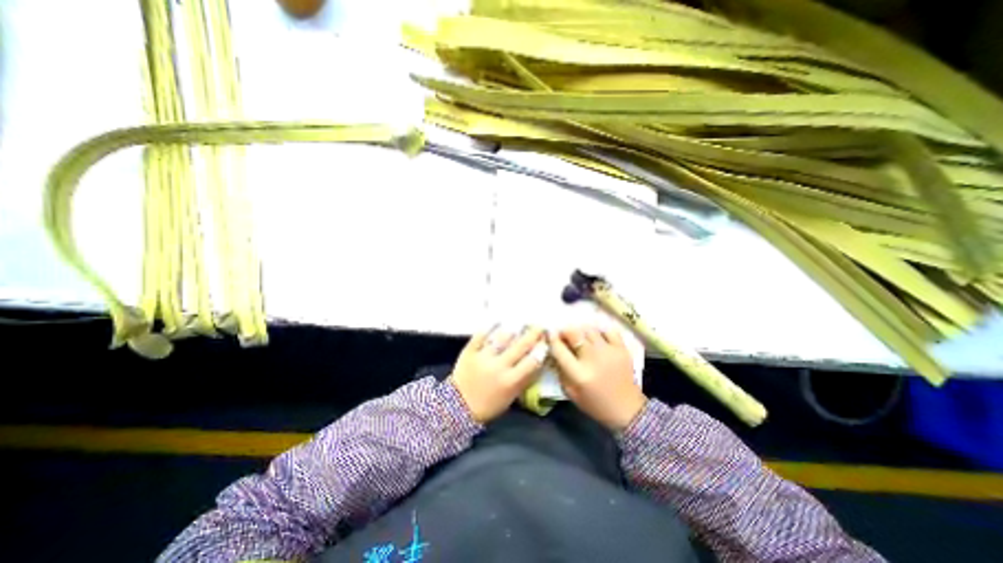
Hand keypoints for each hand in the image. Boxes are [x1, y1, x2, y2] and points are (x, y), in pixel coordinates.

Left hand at [451, 325, 546, 422]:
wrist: (458, 407)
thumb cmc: (489, 404)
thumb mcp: (511, 396)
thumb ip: (524, 379)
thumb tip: (536, 361)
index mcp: (511, 381)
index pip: (532, 362)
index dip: (541, 349)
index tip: (545, 340)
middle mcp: (499, 367)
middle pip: (520, 346)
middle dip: (532, 334)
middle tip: (538, 325)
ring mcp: (483, 357)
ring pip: (501, 338)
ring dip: (512, 330)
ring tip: (519, 323)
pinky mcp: (470, 351)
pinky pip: (481, 335)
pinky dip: (489, 327)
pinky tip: (496, 321)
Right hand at [547, 325, 651, 430]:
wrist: (627, 410)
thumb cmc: (595, 404)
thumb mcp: (571, 393)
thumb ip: (560, 371)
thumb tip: (554, 351)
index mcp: (579, 374)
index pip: (559, 349)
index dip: (552, 339)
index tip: (550, 334)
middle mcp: (593, 359)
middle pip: (574, 333)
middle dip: (565, 331)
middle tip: (564, 334)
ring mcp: (609, 352)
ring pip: (589, 330)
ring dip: (582, 331)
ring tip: (581, 336)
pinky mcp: (622, 349)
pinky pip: (608, 331)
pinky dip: (601, 332)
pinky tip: (598, 338)